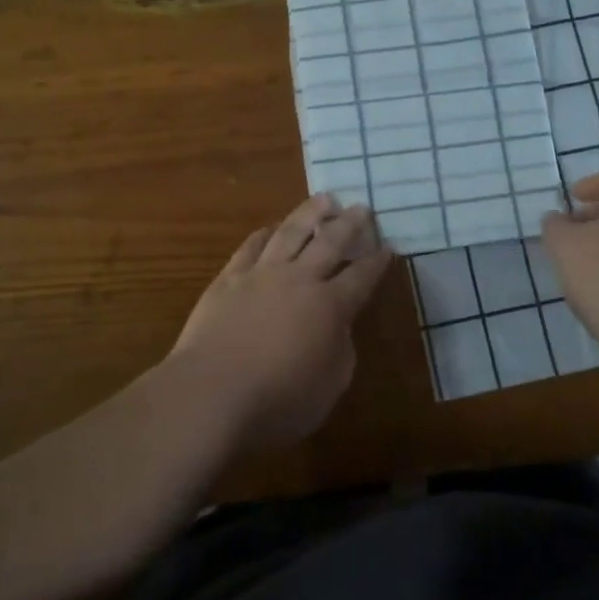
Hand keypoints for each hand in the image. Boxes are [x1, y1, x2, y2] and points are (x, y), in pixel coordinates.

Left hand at [170, 193, 392, 451]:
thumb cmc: (278, 401)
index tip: (387, 247)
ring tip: (323, 199)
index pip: (361, 277)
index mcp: (330, 306)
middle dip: (349, 224)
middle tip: (361, 207)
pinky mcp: (229, 279)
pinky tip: (271, 227)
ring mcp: (261, 275)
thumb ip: (340, 350)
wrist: (211, 393)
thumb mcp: (330, 386)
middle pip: (329, 242)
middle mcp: (299, 280)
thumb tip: (336, 327)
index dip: (376, 262)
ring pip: (291, 233)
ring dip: (310, 213)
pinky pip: (251, 247)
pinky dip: (264, 233)